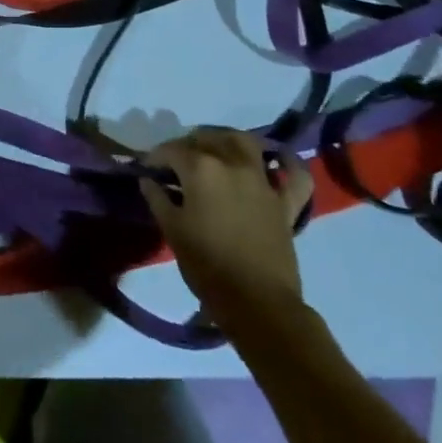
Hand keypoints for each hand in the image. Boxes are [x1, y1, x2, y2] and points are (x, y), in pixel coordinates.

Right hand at [140, 127, 312, 317]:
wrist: (257, 303)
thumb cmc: (207, 265)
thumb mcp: (172, 230)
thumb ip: (157, 198)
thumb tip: (148, 180)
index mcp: (201, 169)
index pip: (171, 150)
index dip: (155, 157)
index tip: (147, 169)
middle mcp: (232, 164)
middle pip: (206, 139)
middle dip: (186, 145)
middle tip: (175, 162)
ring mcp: (262, 181)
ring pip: (245, 142)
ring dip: (226, 139)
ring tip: (214, 149)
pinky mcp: (285, 202)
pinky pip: (294, 176)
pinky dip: (287, 163)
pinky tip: (276, 161)